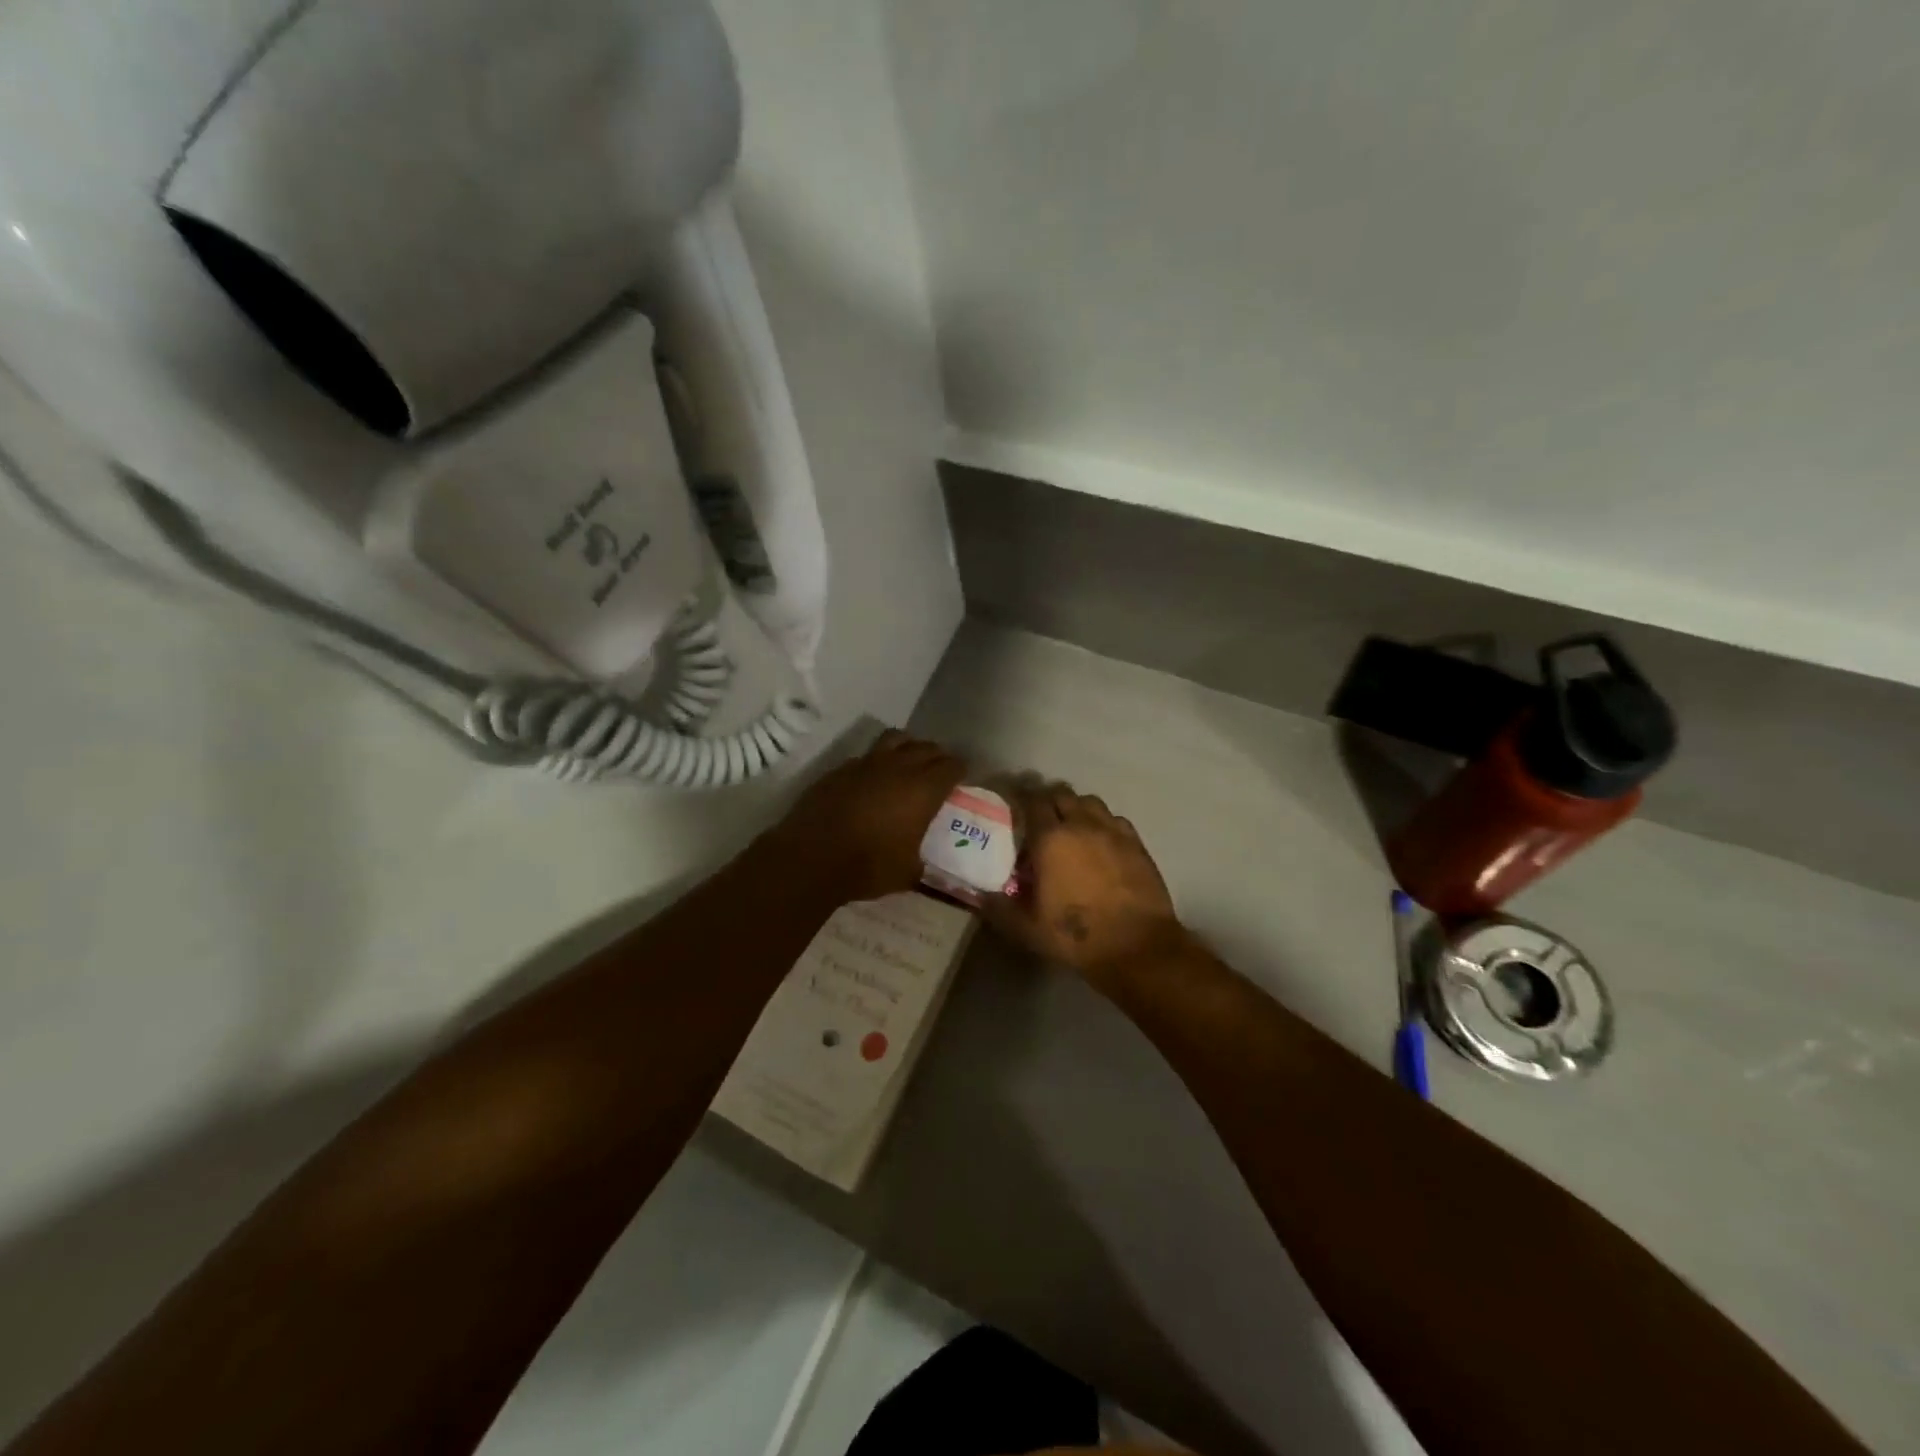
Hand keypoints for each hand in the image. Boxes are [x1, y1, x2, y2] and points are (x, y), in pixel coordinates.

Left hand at [768, 729, 965, 901]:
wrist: (811, 857)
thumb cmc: (868, 866)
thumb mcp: (906, 873)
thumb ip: (919, 861)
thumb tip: (920, 863)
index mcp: (924, 789)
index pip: (952, 766)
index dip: (961, 769)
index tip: (962, 777)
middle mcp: (899, 767)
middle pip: (927, 747)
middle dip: (937, 756)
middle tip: (940, 769)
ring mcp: (866, 763)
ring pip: (896, 739)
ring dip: (908, 746)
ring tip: (909, 761)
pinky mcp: (840, 769)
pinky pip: (867, 756)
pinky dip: (877, 762)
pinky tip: (872, 778)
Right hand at [982, 783, 1183, 984]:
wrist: (1136, 946)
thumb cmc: (1076, 936)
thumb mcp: (1026, 929)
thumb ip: (999, 908)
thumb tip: (980, 895)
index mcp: (1050, 839)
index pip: (1033, 802)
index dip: (1022, 798)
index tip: (1015, 805)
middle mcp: (1081, 825)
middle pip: (1062, 794)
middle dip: (1049, 799)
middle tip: (1041, 817)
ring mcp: (1112, 831)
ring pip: (1090, 802)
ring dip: (1077, 807)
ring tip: (1071, 825)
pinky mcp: (1136, 843)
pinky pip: (1115, 819)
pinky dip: (1103, 822)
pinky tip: (1101, 840)